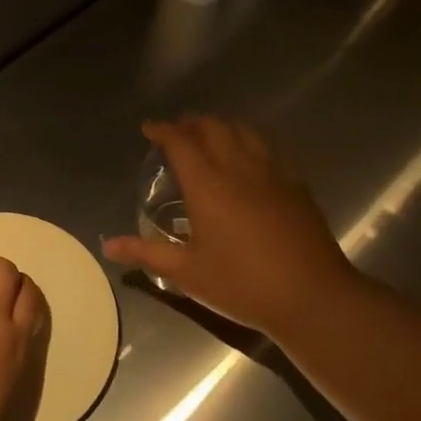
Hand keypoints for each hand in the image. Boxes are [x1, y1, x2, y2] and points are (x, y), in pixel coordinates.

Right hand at [103, 116, 362, 334]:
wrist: (313, 296)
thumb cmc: (242, 285)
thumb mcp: (188, 272)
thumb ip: (147, 253)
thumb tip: (108, 246)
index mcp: (208, 185)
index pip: (181, 142)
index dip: (163, 130)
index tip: (149, 129)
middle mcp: (239, 168)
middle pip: (214, 127)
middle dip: (191, 123)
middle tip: (177, 132)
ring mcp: (272, 173)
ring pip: (244, 132)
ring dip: (221, 127)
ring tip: (209, 137)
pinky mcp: (296, 185)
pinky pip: (266, 149)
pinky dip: (247, 143)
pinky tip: (247, 162)